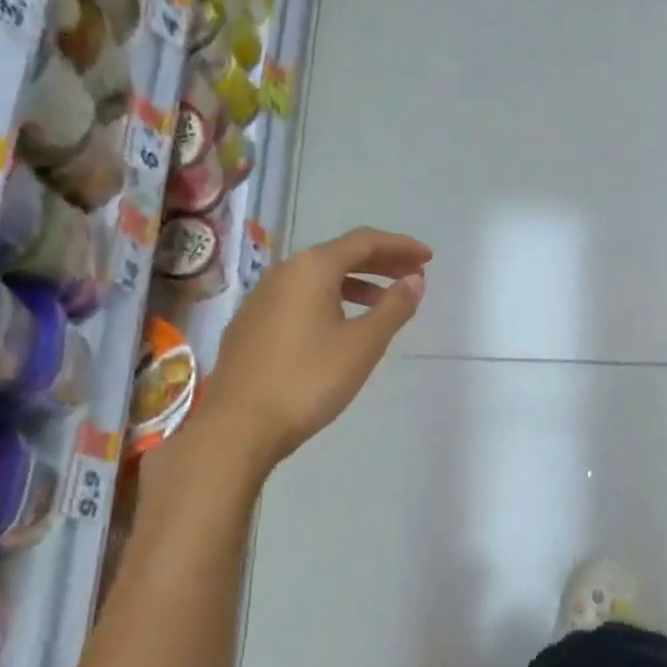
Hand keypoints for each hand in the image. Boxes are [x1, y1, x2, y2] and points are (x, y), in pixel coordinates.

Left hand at [196, 227, 429, 474]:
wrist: (239, 425)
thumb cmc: (309, 380)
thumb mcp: (362, 345)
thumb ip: (393, 308)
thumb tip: (414, 280)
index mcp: (311, 269)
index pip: (364, 242)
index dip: (399, 246)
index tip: (427, 258)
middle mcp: (283, 273)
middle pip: (339, 255)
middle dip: (380, 262)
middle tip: (412, 276)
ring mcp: (261, 299)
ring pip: (317, 279)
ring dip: (356, 284)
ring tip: (383, 304)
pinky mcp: (251, 325)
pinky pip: (300, 299)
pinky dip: (330, 301)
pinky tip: (340, 327)